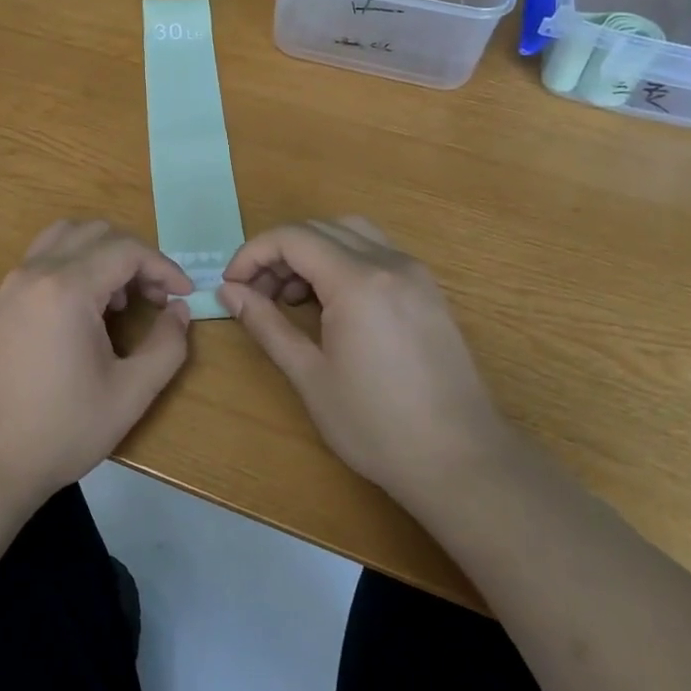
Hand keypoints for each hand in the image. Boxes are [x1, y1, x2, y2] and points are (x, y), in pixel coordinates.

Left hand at [0, 220, 193, 504]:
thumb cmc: (62, 430)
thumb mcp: (130, 394)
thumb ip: (167, 346)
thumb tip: (179, 311)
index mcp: (67, 288)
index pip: (127, 250)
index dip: (164, 266)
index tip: (185, 295)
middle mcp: (36, 272)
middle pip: (96, 232)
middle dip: (134, 256)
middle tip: (155, 297)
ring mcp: (12, 283)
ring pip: (65, 237)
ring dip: (101, 254)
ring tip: (118, 300)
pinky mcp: (0, 301)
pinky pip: (43, 258)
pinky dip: (73, 264)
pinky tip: (84, 311)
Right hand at [219, 218, 509, 499]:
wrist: (463, 461)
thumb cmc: (376, 425)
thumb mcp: (310, 376)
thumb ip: (266, 324)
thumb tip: (228, 292)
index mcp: (358, 281)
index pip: (292, 238)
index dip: (252, 254)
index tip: (232, 285)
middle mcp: (390, 263)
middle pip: (319, 229)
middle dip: (278, 253)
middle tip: (256, 294)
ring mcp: (415, 274)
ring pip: (350, 233)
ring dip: (312, 252)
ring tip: (292, 298)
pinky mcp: (428, 291)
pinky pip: (376, 253)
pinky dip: (342, 262)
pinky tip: (332, 305)